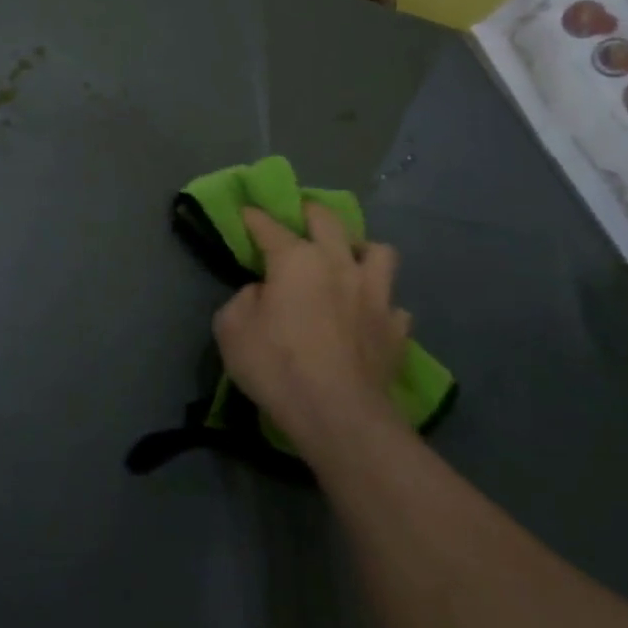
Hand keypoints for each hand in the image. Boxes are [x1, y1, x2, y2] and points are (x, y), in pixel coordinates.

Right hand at [213, 204, 411, 464]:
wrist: (339, 417)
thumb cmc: (276, 366)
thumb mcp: (230, 329)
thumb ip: (243, 300)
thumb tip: (262, 292)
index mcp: (296, 260)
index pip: (269, 226)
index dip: (253, 217)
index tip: (245, 211)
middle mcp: (339, 265)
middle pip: (328, 221)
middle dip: (310, 212)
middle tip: (299, 216)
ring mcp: (375, 296)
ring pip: (379, 252)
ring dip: (361, 250)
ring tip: (347, 262)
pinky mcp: (397, 330)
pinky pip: (393, 304)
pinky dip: (379, 304)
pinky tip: (367, 315)